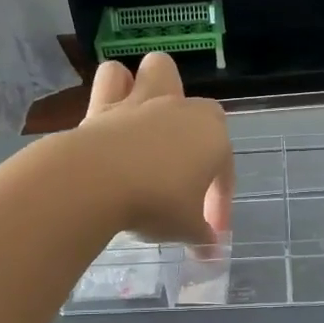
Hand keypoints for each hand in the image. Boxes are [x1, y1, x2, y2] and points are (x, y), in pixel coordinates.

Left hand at [77, 53, 232, 244]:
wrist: (98, 182)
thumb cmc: (156, 203)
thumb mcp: (186, 229)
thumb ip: (202, 236)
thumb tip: (212, 251)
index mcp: (214, 140)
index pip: (225, 171)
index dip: (219, 203)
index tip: (208, 232)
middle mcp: (184, 112)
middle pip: (205, 113)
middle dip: (200, 140)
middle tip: (184, 179)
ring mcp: (144, 102)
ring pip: (161, 70)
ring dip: (160, 88)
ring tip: (153, 122)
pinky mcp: (105, 102)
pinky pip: (112, 79)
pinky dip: (115, 89)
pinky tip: (114, 112)